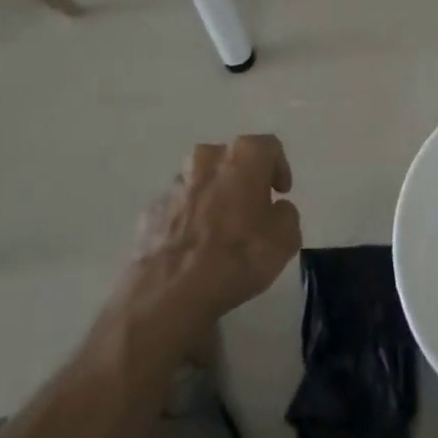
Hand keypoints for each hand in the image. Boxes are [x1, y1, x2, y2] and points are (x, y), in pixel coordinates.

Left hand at [130, 136, 301, 328]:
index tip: (281, 193)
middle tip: (252, 208)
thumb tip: (275, 209)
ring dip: (213, 196)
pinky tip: (194, 247)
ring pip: (201, 181)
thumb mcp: (286, 238)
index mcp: (243, 155)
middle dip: (242, 179)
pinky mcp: (151, 210)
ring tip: (220, 230)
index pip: (269, 147)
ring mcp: (174, 184)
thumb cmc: (240, 255)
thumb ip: (286, 214)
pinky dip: (188, 218)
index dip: (279, 168)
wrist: (174, 291)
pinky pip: (178, 207)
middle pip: (230, 159)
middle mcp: (206, 158)